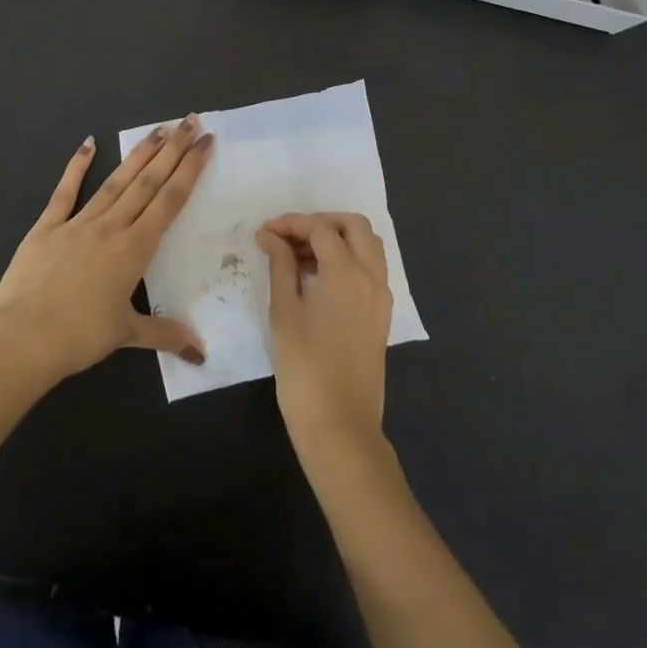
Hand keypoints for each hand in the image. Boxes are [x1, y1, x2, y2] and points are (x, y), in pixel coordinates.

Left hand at [0, 118, 213, 378]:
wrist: (24, 338)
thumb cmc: (80, 337)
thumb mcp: (126, 335)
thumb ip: (165, 335)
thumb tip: (200, 352)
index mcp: (135, 248)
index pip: (170, 201)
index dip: (190, 170)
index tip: (205, 143)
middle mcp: (112, 227)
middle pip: (148, 181)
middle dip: (173, 150)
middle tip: (190, 121)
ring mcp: (78, 223)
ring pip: (116, 181)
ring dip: (139, 154)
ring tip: (158, 130)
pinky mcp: (47, 227)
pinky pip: (65, 191)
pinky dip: (76, 166)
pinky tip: (88, 143)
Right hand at [257, 212, 392, 458]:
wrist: (340, 425)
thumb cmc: (304, 368)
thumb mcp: (284, 312)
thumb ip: (280, 266)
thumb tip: (270, 236)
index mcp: (347, 272)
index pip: (320, 229)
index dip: (291, 224)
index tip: (264, 232)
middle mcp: (371, 276)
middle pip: (354, 226)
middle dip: (321, 222)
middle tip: (289, 237)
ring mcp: (381, 296)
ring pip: (368, 245)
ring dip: (337, 238)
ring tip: (300, 255)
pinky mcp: (382, 314)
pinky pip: (371, 269)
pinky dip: (348, 259)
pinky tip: (318, 277)